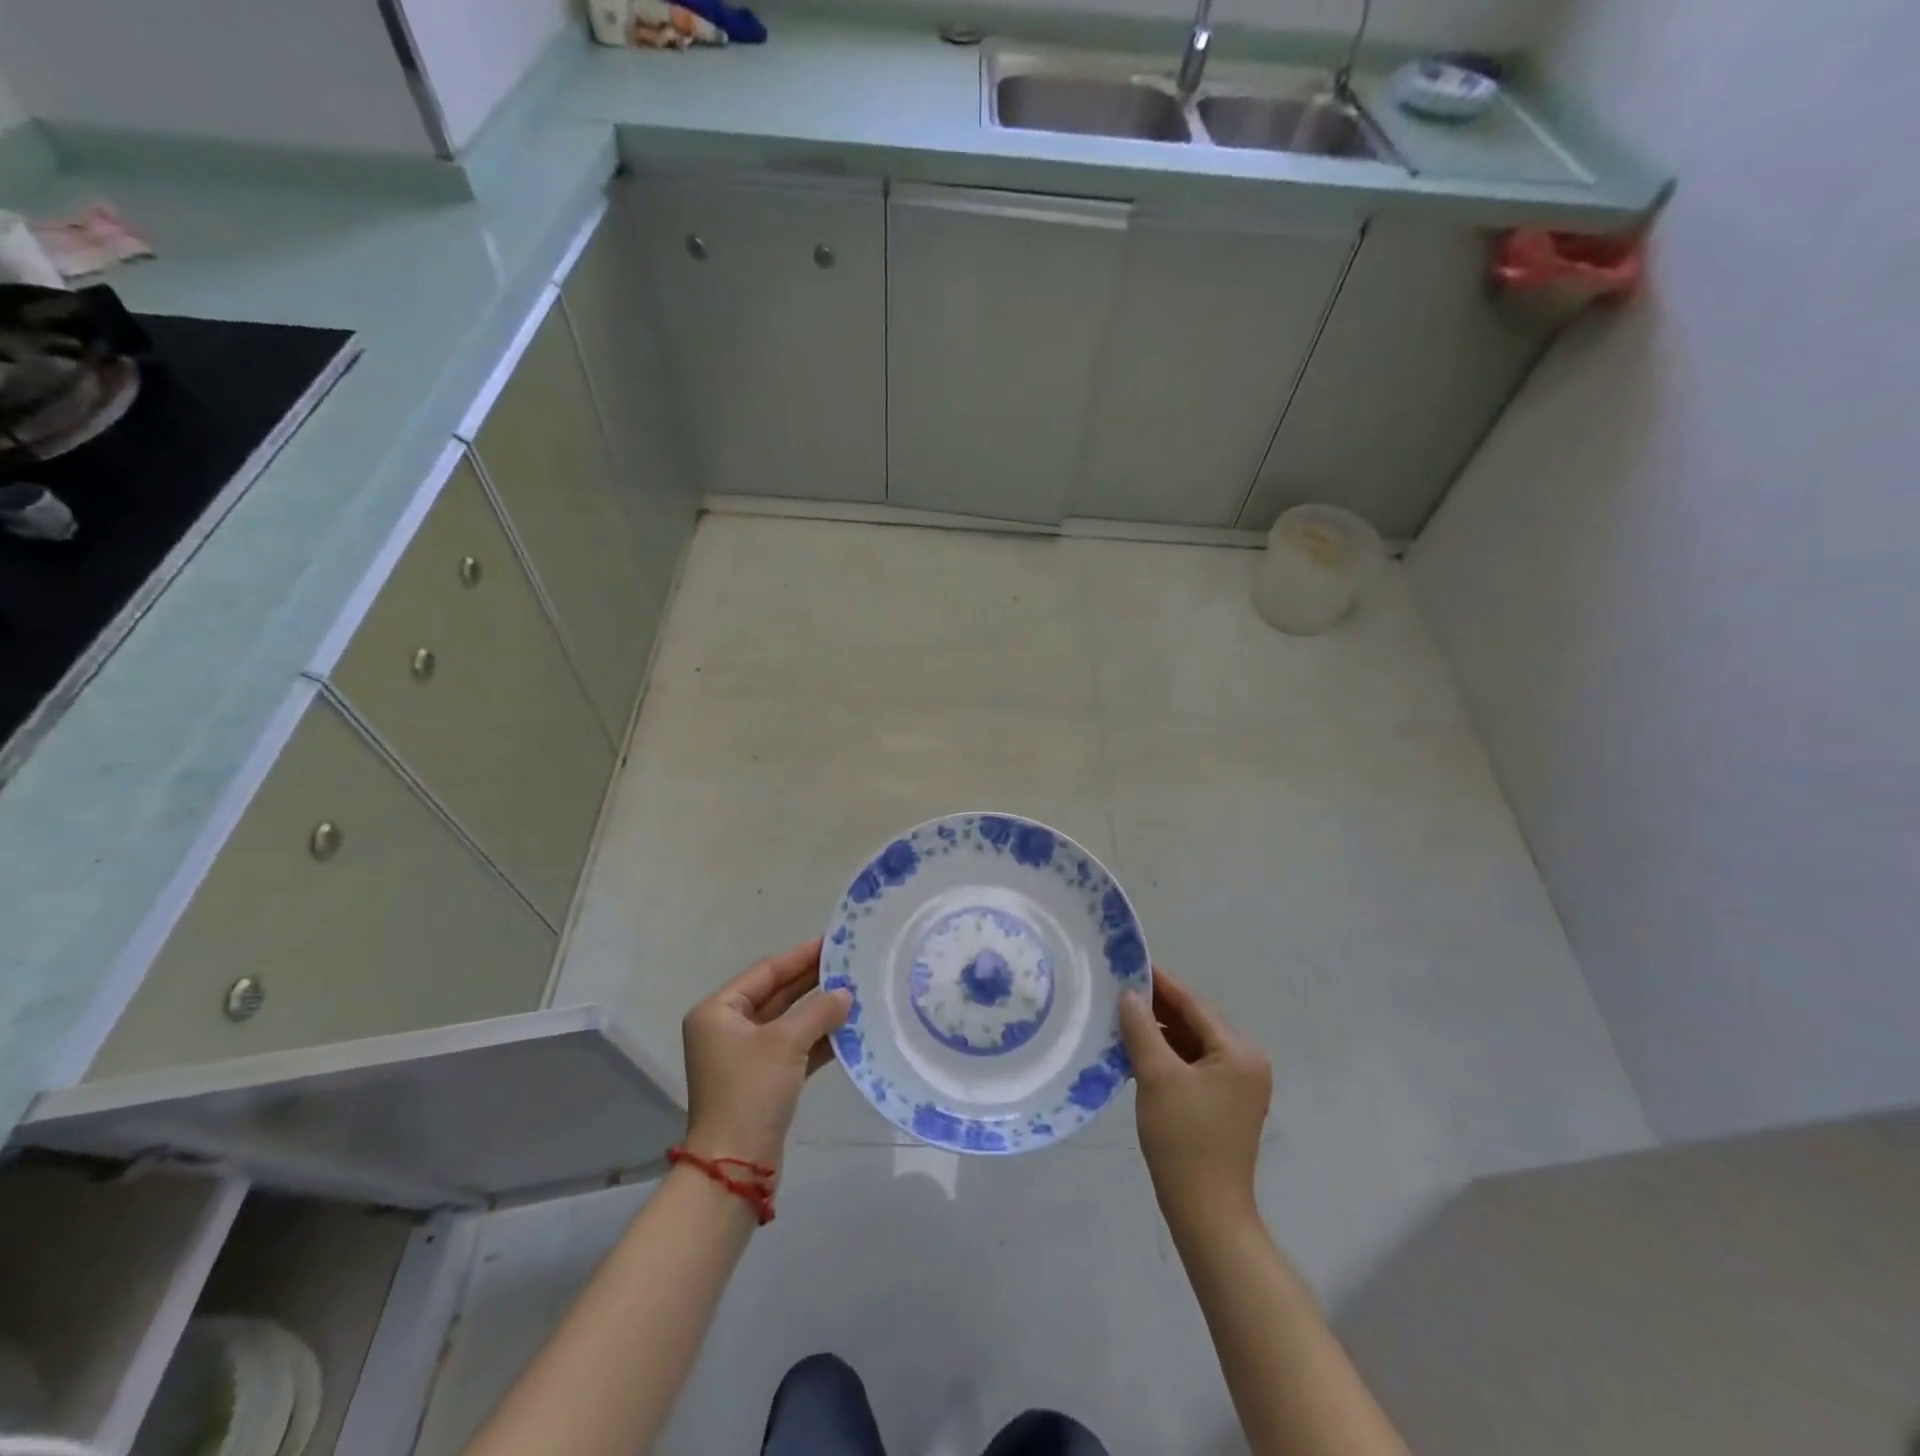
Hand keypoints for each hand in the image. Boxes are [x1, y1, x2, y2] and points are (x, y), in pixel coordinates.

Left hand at [681, 939, 851, 1173]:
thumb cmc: (751, 1091)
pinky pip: (794, 1048)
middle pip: (777, 994)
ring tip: (856, 992)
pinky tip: (849, 1029)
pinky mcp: (764, 1080)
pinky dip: (818, 1039)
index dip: (801, 956)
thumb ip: (818, 1011)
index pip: (766, 972)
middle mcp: (728, 1029)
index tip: (834, 942)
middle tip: (850, 964)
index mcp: (719, 1011)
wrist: (736, 1167)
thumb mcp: (785, 1043)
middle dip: (813, 982)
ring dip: (819, 1010)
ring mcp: (745, 1056)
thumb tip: (846, 994)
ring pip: (788, 1022)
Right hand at [1120, 967, 1271, 1219]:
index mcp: (1239, 1051)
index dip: (1161, 983)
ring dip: (1162, 1032)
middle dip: (1159, 1007)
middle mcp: (1246, 1062)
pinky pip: (1195, 1065)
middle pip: (1197, 1022)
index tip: (1131, 964)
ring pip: (1194, 1043)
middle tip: (1120, 989)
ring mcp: (1238, 1085)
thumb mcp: (1156, 1076)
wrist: (1206, 1212)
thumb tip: (1130, 994)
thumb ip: (1142, 1029)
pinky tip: (1140, 1050)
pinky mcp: (1225, 1103)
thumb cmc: (1184, 1139)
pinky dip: (1169, 1055)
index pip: (1195, 1004)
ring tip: (1124, 1017)